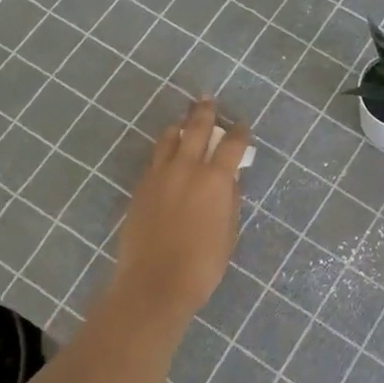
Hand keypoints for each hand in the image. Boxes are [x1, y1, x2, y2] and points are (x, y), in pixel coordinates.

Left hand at [111, 98, 250, 322]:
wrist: (155, 282)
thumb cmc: (202, 264)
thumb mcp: (228, 232)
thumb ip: (230, 201)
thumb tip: (229, 181)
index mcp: (215, 180)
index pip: (232, 145)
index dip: (240, 133)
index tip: (243, 126)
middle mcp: (186, 169)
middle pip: (196, 130)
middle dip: (205, 113)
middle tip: (207, 100)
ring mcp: (159, 176)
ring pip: (169, 139)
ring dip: (179, 127)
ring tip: (183, 123)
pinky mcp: (141, 188)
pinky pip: (155, 160)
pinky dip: (164, 151)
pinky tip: (167, 154)